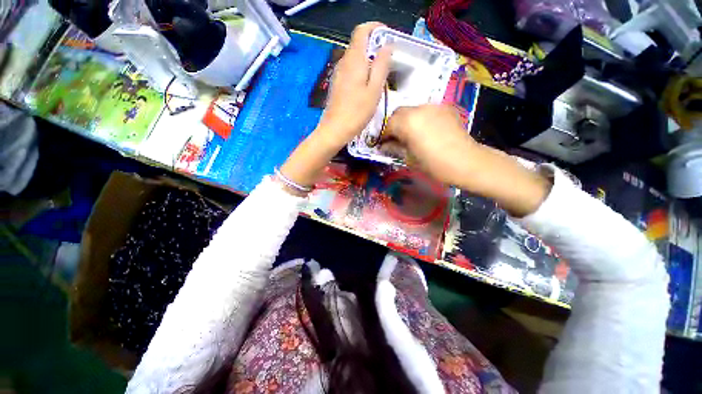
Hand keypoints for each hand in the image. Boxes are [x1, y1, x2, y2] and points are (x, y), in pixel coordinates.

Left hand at [315, 22, 392, 147]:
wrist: (335, 130)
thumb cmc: (356, 112)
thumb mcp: (374, 90)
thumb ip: (381, 66)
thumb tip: (387, 46)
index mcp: (354, 60)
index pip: (362, 30)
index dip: (376, 29)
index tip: (388, 38)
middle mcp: (344, 62)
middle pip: (359, 44)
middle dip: (375, 47)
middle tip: (388, 62)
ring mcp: (338, 73)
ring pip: (355, 58)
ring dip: (369, 61)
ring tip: (380, 76)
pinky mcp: (337, 84)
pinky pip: (351, 70)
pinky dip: (361, 71)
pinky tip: (367, 87)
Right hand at [381, 105, 476, 186]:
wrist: (466, 161)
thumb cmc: (433, 164)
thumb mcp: (409, 158)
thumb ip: (394, 148)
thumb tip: (385, 145)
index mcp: (407, 122)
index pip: (388, 124)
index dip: (383, 135)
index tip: (383, 144)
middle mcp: (419, 108)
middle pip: (399, 113)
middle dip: (394, 125)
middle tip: (395, 138)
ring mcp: (434, 106)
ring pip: (412, 110)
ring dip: (407, 120)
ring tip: (411, 134)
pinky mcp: (445, 108)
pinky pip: (427, 111)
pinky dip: (421, 118)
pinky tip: (426, 130)